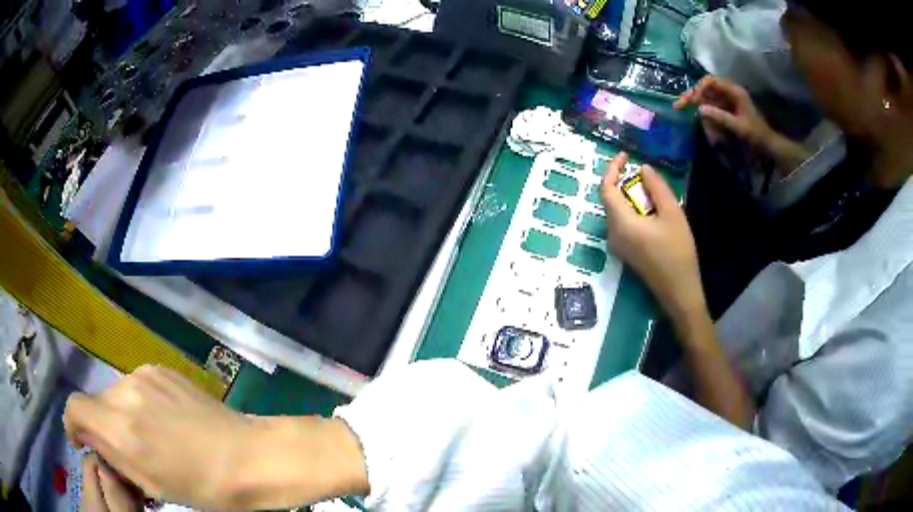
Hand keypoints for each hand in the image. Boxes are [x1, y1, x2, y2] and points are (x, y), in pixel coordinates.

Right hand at [65, 365, 367, 510]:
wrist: (249, 456)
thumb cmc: (203, 487)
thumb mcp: (151, 484)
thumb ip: (112, 455)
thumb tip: (89, 436)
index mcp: (120, 425)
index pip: (74, 408)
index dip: (74, 426)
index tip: (84, 444)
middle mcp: (126, 391)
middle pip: (96, 402)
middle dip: (102, 426)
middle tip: (125, 452)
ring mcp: (146, 375)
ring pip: (116, 394)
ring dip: (121, 415)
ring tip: (150, 439)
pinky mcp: (163, 369)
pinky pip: (137, 386)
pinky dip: (139, 403)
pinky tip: (164, 423)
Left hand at [601, 153, 706, 322]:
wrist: (679, 292)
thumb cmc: (678, 251)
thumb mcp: (672, 214)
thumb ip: (656, 187)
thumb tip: (643, 169)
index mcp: (620, 223)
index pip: (606, 189)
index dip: (612, 168)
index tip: (626, 155)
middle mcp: (612, 234)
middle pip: (610, 200)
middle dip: (624, 182)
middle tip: (645, 175)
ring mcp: (617, 245)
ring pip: (617, 212)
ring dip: (630, 197)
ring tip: (652, 192)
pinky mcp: (625, 252)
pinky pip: (622, 223)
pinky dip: (633, 210)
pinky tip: (652, 211)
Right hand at [675, 76, 809, 171]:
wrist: (769, 146)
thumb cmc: (757, 135)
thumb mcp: (740, 127)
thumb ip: (721, 117)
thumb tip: (700, 109)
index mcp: (734, 92)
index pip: (711, 82)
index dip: (699, 88)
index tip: (692, 99)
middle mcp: (729, 93)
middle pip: (706, 88)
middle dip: (692, 94)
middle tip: (679, 104)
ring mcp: (727, 101)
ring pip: (706, 96)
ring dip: (694, 101)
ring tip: (682, 108)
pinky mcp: (726, 110)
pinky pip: (710, 105)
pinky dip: (701, 108)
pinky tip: (693, 113)